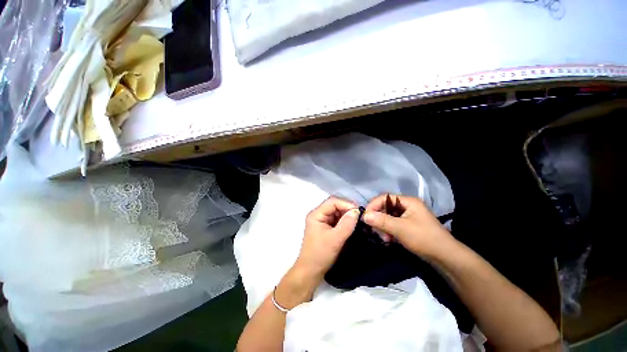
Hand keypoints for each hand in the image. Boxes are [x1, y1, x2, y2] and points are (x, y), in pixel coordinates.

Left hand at [294, 196, 360, 281]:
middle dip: (347, 209)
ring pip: (337, 213)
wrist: (310, 272)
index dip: (346, 204)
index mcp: (316, 214)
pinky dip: (345, 221)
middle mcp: (318, 215)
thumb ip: (347, 224)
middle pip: (335, 205)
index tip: (359, 211)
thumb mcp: (335, 239)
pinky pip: (337, 220)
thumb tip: (357, 211)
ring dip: (347, 215)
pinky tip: (352, 226)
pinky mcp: (325, 228)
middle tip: (360, 216)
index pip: (332, 202)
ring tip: (358, 221)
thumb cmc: (320, 254)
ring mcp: (321, 221)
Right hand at [363, 194, 454, 257]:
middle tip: (374, 229)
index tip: (365, 216)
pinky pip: (393, 224)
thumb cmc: (423, 238)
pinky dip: (389, 231)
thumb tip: (364, 215)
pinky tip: (389, 240)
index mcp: (408, 201)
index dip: (373, 205)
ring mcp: (408, 216)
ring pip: (388, 217)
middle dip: (378, 218)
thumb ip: (381, 220)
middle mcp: (407, 206)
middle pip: (386, 207)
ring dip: (383, 226)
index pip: (384, 198)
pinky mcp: (409, 225)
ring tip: (384, 238)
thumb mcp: (400, 229)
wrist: (445, 257)